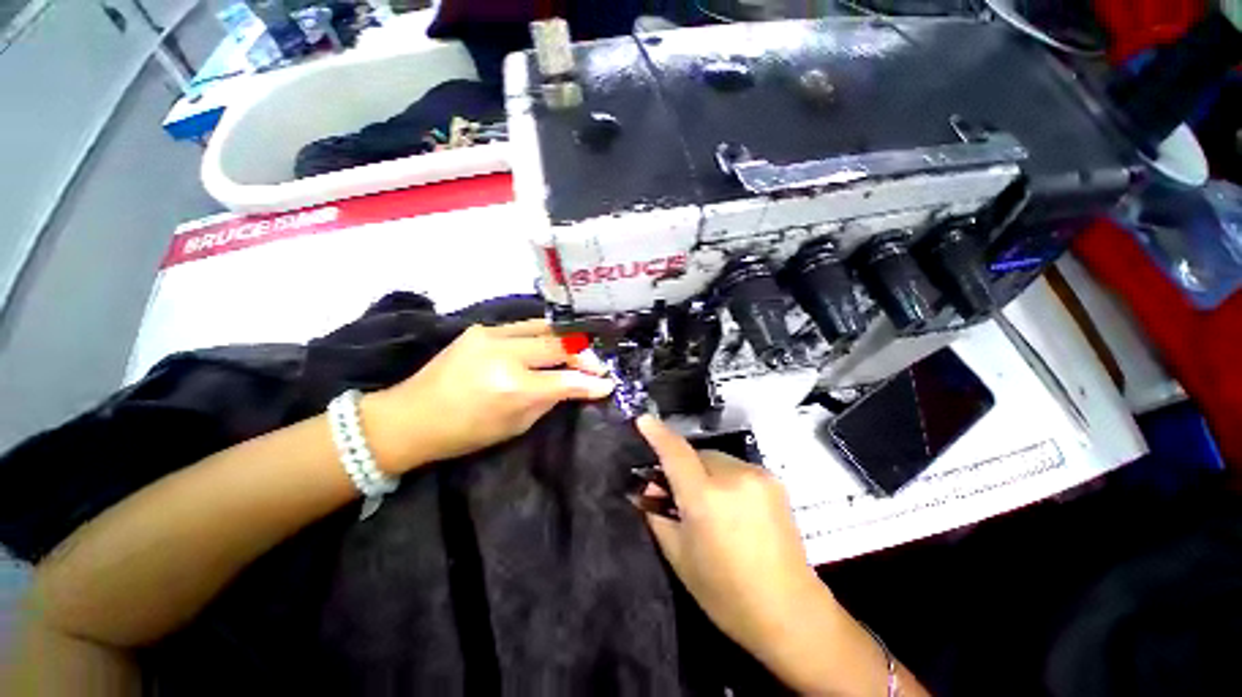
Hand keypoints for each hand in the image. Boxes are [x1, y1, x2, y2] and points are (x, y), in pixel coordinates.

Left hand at [364, 320, 613, 472]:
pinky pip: (524, 326)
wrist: (411, 416)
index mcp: (512, 387)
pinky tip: (551, 343)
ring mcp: (491, 335)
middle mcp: (504, 354)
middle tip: (596, 365)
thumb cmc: (465, 432)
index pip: (565, 380)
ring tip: (580, 350)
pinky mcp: (481, 328)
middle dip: (584, 355)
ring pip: (544, 327)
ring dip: (567, 339)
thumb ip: (548, 400)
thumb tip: (573, 384)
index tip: (608, 383)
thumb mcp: (515, 425)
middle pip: (558, 345)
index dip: (591, 382)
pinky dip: (544, 334)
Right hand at [634, 415, 829, 658]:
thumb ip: (657, 514)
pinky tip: (731, 506)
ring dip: (704, 472)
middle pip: (696, 454)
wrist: (790, 611)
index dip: (657, 433)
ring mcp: (757, 476)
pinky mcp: (774, 481)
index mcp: (705, 498)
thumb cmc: (725, 593)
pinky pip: (736, 468)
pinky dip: (725, 478)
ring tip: (709, 504)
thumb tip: (647, 487)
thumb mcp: (679, 556)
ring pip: (716, 459)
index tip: (643, 420)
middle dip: (683, 466)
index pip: (675, 452)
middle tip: (677, 493)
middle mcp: (733, 477)